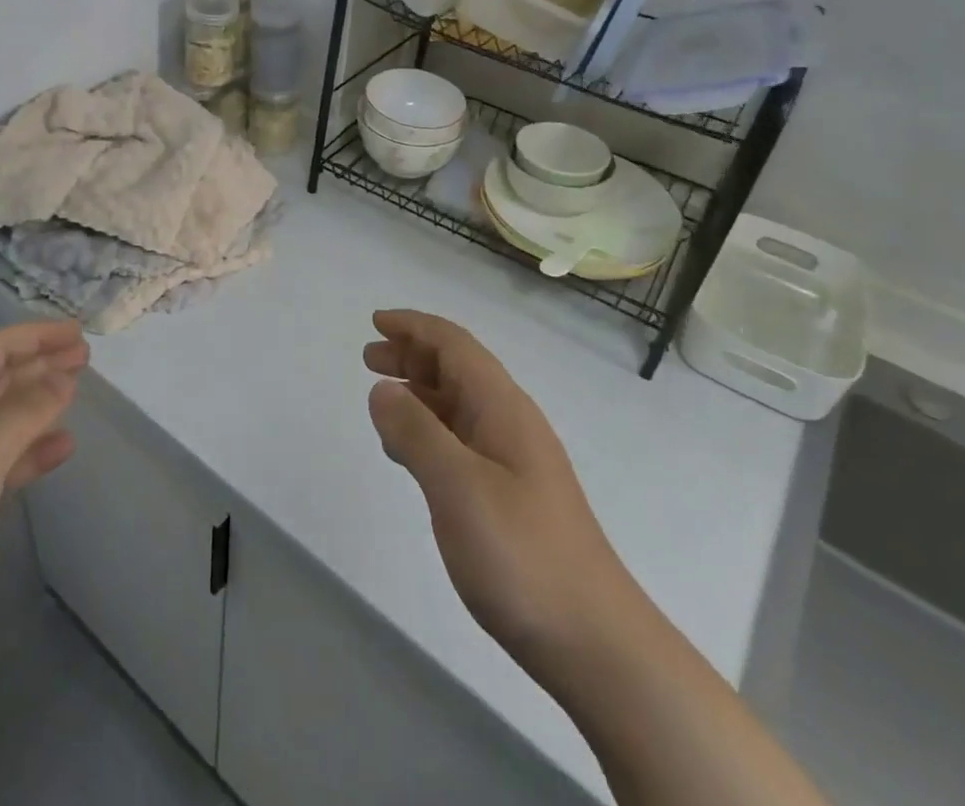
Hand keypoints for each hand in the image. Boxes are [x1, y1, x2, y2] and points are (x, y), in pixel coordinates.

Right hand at [363, 309, 632, 686]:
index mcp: (502, 407)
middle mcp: (510, 423)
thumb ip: (415, 432)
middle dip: (413, 355)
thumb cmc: (522, 554)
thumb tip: (382, 388)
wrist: (595, 643)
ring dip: (419, 391)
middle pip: (458, 368)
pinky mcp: (512, 495)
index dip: (415, 327)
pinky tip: (410, 453)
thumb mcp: (458, 487)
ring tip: (382, 397)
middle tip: (369, 357)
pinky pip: (462, 440)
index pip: (455, 345)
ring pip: (459, 404)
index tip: (376, 321)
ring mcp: (514, 461)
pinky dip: (430, 430)